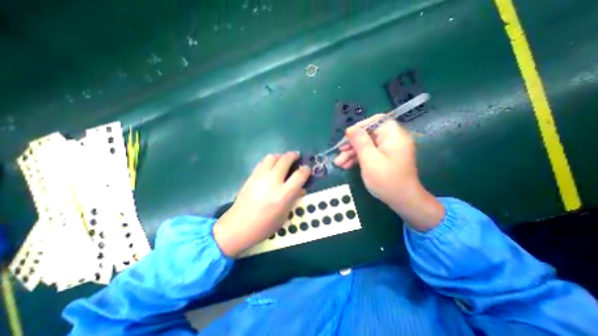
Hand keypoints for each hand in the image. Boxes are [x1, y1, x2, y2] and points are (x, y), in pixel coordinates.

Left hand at [213, 151, 310, 255]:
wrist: (238, 226)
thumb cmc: (264, 226)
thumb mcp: (284, 215)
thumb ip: (294, 199)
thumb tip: (301, 188)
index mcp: (284, 194)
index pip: (299, 175)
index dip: (306, 170)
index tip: (307, 169)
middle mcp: (273, 181)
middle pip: (285, 160)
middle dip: (293, 156)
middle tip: (297, 156)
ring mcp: (260, 177)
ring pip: (272, 157)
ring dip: (281, 156)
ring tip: (284, 159)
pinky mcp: (251, 176)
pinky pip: (262, 162)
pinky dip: (270, 160)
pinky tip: (272, 166)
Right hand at [336, 115, 442, 229]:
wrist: (402, 201)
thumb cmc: (386, 180)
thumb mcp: (370, 160)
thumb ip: (360, 142)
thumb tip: (351, 129)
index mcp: (393, 136)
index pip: (376, 121)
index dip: (360, 126)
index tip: (347, 136)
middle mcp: (392, 140)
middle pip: (368, 135)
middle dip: (352, 144)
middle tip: (339, 152)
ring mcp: (388, 151)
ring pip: (366, 146)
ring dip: (352, 153)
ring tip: (339, 163)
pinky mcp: (384, 159)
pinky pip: (369, 154)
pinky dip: (358, 159)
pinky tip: (346, 166)